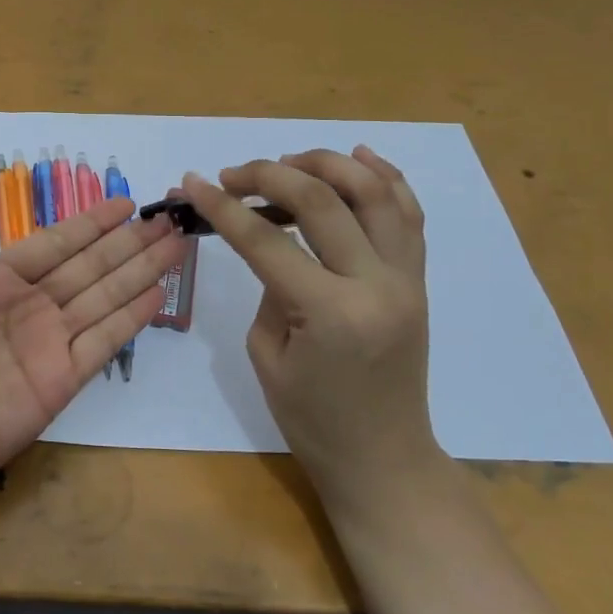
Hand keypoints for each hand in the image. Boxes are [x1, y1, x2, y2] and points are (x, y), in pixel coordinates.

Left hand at [0, 182, 184, 515]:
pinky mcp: (63, 380)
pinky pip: (103, 341)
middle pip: (88, 265)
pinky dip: (131, 317)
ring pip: (104, 296)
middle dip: (127, 241)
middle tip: (167, 217)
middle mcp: (27, 307)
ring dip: (141, 270)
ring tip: (176, 243)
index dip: (88, 224)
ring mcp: (48, 343)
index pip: (50, 244)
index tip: (124, 204)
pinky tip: (158, 293)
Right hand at [180, 146, 434, 520]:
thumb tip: (272, 243)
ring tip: (289, 160)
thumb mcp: (268, 355)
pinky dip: (385, 177)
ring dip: (328, 164)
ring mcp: (406, 279)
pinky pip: (408, 214)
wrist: (383, 458)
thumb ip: (269, 289)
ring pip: (375, 192)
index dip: (223, 207)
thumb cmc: (313, 420)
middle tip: (233, 174)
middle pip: (322, 200)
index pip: (266, 240)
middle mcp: (376, 285)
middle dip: (269, 173)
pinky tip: (360, 156)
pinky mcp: (418, 279)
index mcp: (330, 313)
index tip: (194, 183)